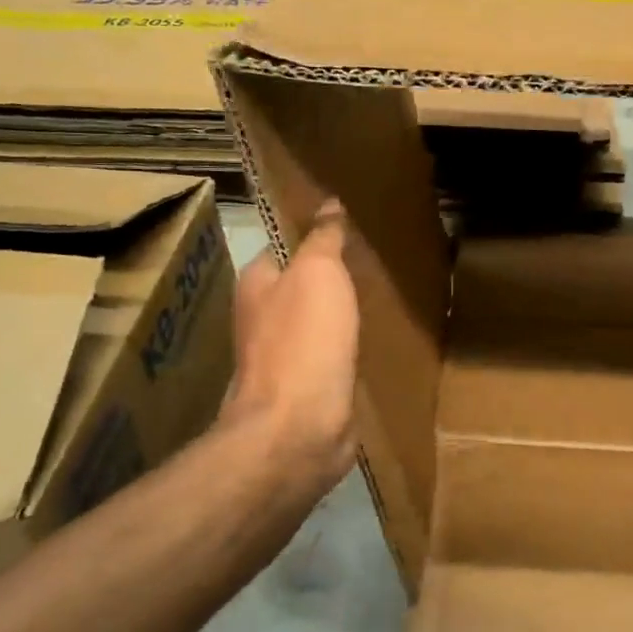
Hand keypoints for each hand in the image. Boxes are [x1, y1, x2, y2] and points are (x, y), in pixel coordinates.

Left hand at [220, 200, 360, 498]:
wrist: (299, 428)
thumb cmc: (304, 341)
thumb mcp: (318, 274)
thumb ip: (323, 239)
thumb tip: (329, 204)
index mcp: (257, 285)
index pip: (282, 249)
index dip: (312, 239)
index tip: (347, 232)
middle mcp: (263, 319)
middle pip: (299, 288)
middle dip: (329, 279)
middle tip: (370, 265)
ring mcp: (283, 358)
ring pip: (316, 324)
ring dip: (338, 316)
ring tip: (376, 299)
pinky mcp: (306, 390)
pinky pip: (330, 357)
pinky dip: (347, 348)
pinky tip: (370, 343)